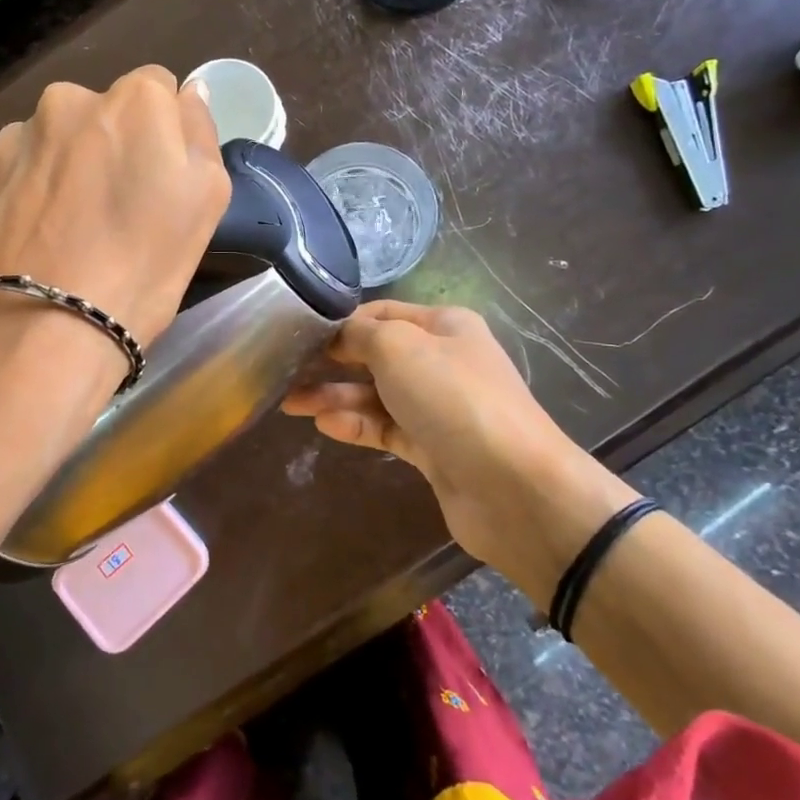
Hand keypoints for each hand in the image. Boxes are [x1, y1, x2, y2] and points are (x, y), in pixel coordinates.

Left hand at [0, 66, 229, 364]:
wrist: (35, 339)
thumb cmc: (140, 271)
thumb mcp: (206, 202)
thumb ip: (200, 133)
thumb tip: (187, 93)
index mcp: (131, 102)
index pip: (158, 89)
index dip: (162, 136)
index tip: (158, 184)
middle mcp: (63, 103)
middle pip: (98, 115)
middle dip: (107, 149)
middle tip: (111, 215)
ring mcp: (7, 140)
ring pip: (47, 144)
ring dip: (58, 172)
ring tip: (62, 237)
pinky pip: (5, 177)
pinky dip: (16, 199)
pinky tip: (24, 246)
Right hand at [282, 301, 595, 565]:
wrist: (513, 486)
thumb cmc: (453, 398)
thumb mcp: (398, 348)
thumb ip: (360, 335)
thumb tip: (339, 336)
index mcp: (444, 326)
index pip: (382, 314)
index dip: (342, 323)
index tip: (300, 336)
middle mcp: (442, 362)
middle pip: (376, 355)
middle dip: (332, 362)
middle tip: (285, 372)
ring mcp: (439, 408)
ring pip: (377, 395)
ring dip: (336, 396)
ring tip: (292, 403)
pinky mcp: (433, 449)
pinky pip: (386, 429)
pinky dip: (356, 425)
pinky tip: (325, 426)